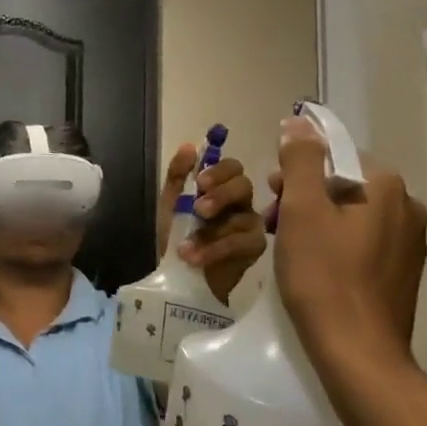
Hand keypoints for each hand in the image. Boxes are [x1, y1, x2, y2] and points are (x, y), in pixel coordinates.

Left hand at [157, 143, 265, 304]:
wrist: (176, 280)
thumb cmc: (175, 238)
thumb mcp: (170, 205)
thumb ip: (178, 176)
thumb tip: (189, 145)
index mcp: (220, 188)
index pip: (232, 167)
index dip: (220, 170)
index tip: (201, 182)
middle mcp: (240, 203)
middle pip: (245, 185)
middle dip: (222, 194)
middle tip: (200, 209)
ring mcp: (251, 226)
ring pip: (245, 216)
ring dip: (212, 230)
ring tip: (186, 245)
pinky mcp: (255, 249)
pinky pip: (244, 243)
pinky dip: (217, 249)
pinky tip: (195, 257)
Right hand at [268, 115, 426, 372]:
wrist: (358, 353)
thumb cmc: (324, 276)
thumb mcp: (301, 209)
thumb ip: (300, 160)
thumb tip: (299, 122)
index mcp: (387, 186)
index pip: (334, 157)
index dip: (297, 172)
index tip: (273, 196)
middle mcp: (408, 208)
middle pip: (343, 185)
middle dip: (305, 197)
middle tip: (275, 222)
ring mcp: (409, 243)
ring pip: (352, 215)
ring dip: (318, 221)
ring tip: (290, 248)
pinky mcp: (402, 273)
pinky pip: (363, 243)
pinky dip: (336, 245)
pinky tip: (316, 268)